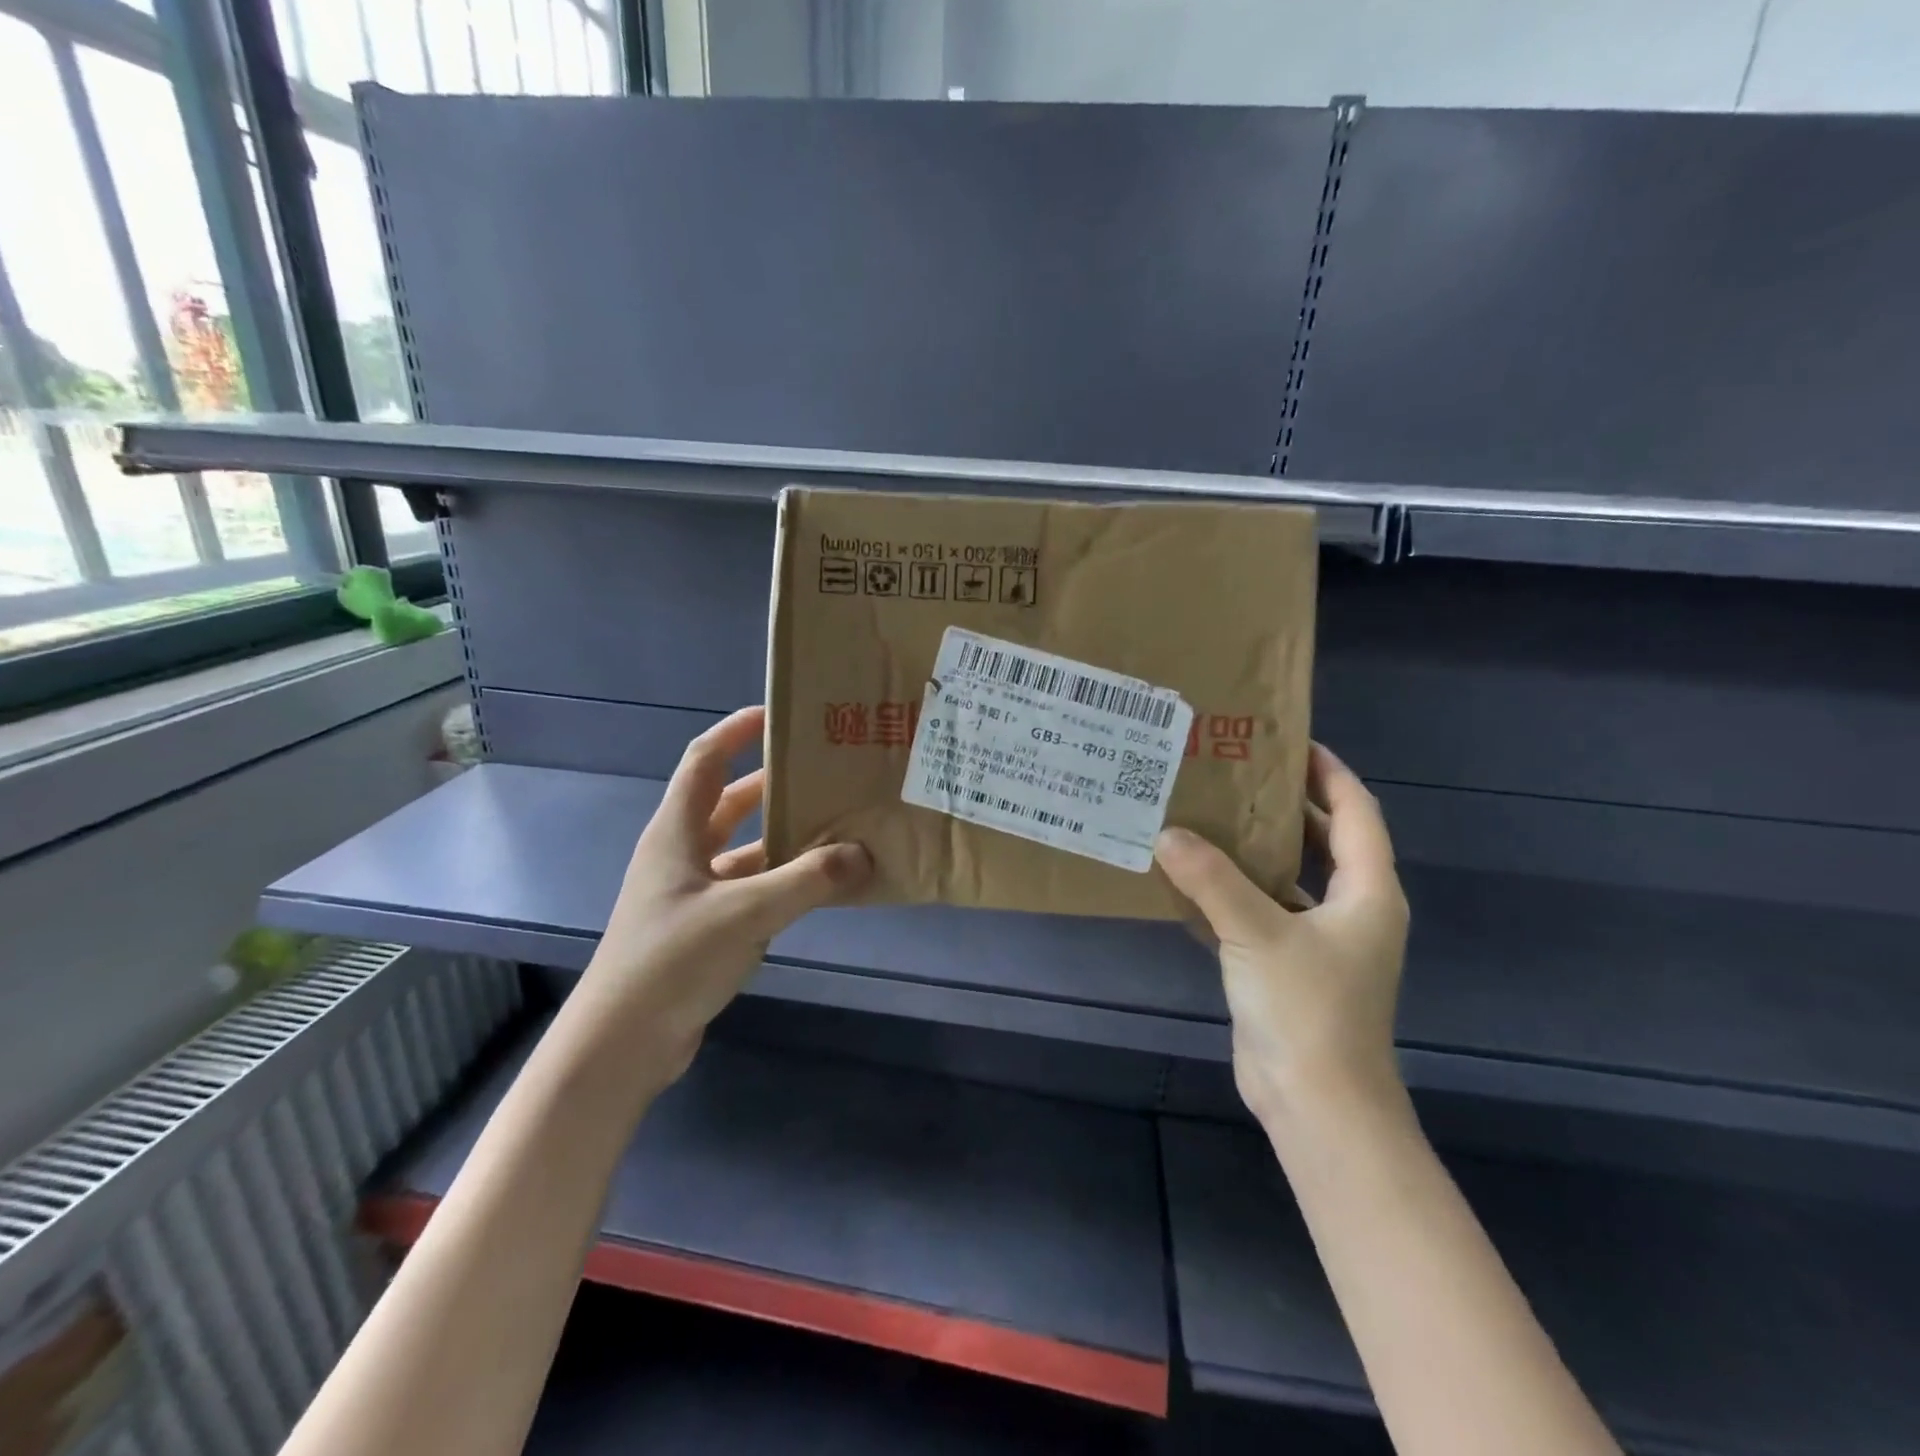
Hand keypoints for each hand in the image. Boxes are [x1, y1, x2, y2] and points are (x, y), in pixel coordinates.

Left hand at [564, 706, 871, 1094]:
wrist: (622, 1044)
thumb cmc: (672, 961)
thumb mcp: (745, 914)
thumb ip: (807, 881)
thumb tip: (863, 854)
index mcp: (676, 831)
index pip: (705, 759)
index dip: (737, 731)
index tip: (780, 715)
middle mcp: (682, 853)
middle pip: (730, 802)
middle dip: (774, 784)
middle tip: (826, 773)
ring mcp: (691, 892)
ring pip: (744, 848)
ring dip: (783, 837)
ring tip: (837, 825)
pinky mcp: (704, 927)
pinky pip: (751, 888)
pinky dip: (782, 881)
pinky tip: (820, 887)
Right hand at [1155, 743, 1408, 1131]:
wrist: (1317, 1104)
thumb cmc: (1306, 1009)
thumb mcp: (1257, 934)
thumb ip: (1211, 879)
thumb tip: (1165, 833)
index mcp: (1367, 892)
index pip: (1356, 812)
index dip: (1329, 772)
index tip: (1288, 741)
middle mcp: (1351, 910)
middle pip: (1324, 839)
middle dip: (1286, 804)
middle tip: (1235, 772)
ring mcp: (1321, 941)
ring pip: (1291, 876)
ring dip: (1255, 848)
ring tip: (1208, 813)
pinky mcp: (1290, 966)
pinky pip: (1263, 911)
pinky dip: (1235, 891)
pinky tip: (1192, 877)